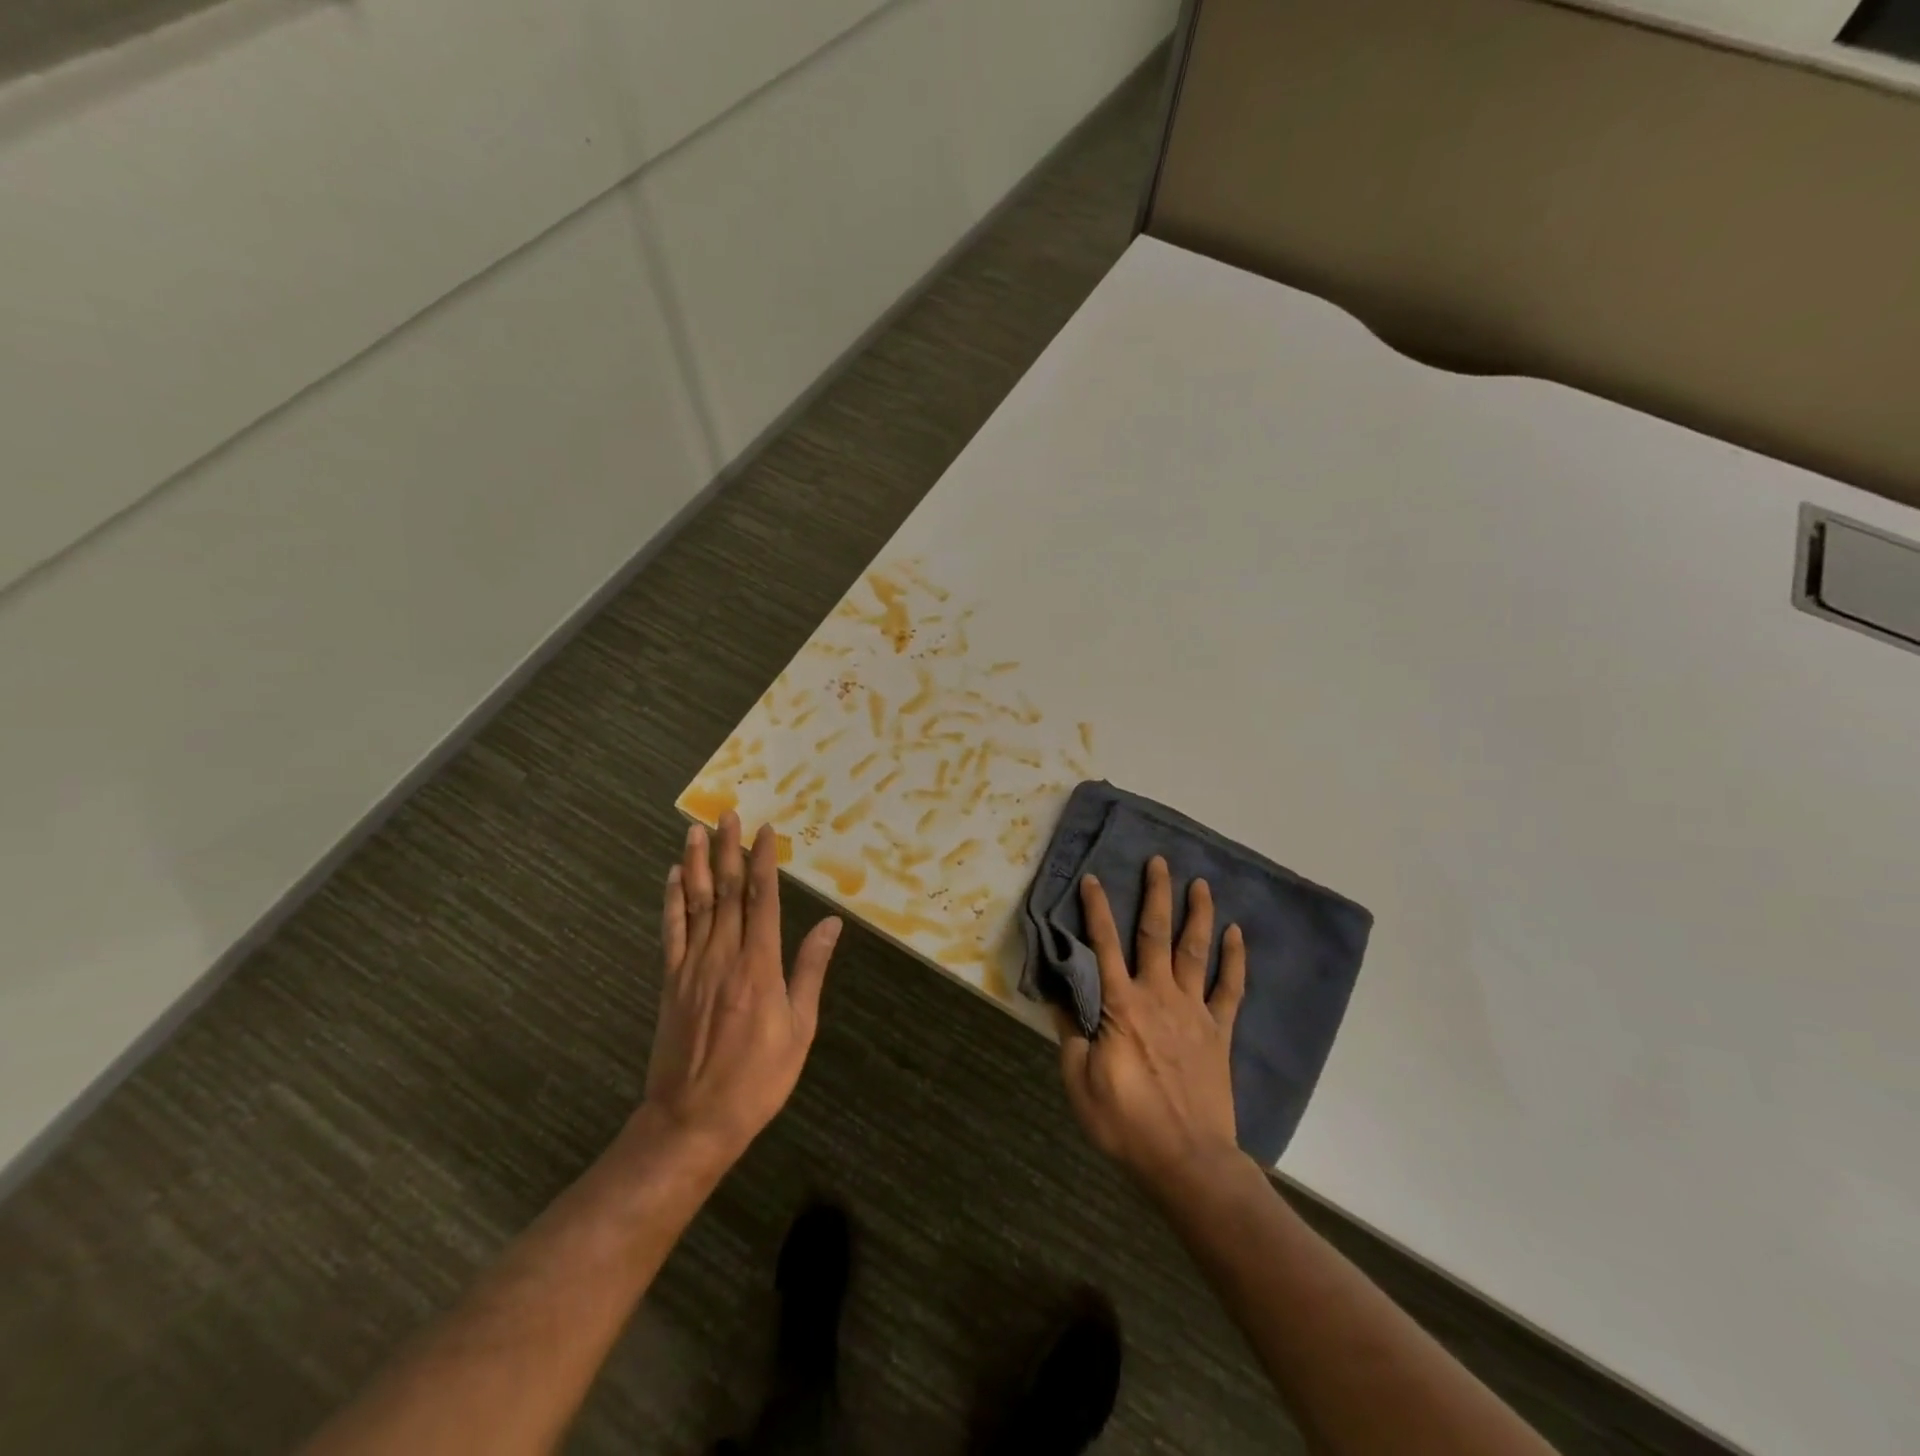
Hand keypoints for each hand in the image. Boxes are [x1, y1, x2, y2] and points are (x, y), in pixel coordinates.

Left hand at [639, 812, 842, 1165]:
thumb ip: (810, 970)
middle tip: (727, 814)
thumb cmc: (758, 1079)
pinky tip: (675, 878)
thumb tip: (829, 924)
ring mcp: (692, 967)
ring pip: (697, 903)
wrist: (692, 1121)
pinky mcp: (670, 981)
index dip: (764, 861)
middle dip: (729, 850)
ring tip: (697, 831)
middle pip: (728, 891)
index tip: (766, 830)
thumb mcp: (799, 1029)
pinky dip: (673, 901)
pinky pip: (672, 932)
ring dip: (699, 864)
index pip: (762, 899)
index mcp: (759, 965)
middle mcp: (724, 955)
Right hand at [1057, 857, 1247, 1193]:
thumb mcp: (1079, 1081)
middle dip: (1157, 895)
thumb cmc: (1126, 1122)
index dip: (1096, 909)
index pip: (1104, 945)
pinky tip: (1236, 934)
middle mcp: (1158, 996)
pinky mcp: (1219, 1032)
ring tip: (1201, 883)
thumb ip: (1070, 1034)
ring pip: (1196, 952)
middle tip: (1159, 861)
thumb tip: (1058, 997)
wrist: (1187, 1160)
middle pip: (1156, 935)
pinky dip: (1235, 960)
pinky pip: (1230, 989)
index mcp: (1121, 1006)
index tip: (1092, 878)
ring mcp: (1194, 1012)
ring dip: (1198, 915)